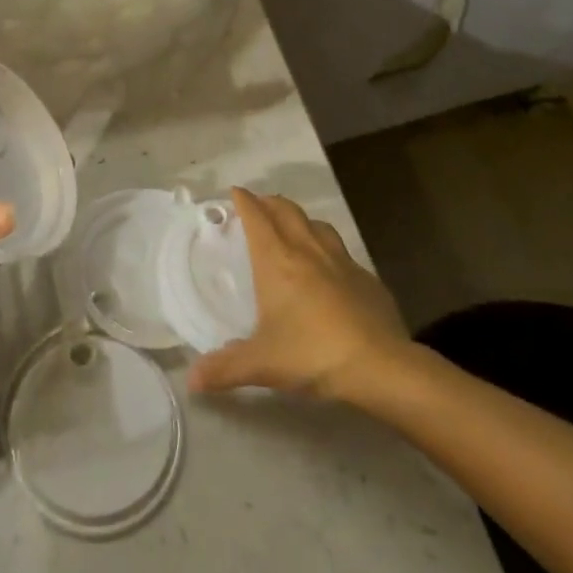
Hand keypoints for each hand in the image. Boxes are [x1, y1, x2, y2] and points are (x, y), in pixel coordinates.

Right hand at [188, 187, 407, 401]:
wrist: (380, 365)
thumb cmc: (312, 354)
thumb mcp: (263, 364)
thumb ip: (225, 368)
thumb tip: (192, 380)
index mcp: (277, 260)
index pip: (256, 217)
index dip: (244, 201)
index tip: (234, 192)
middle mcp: (306, 249)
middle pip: (286, 210)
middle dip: (269, 202)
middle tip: (258, 205)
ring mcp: (340, 260)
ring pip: (316, 224)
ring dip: (299, 219)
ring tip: (292, 227)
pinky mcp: (365, 277)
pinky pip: (341, 250)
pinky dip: (327, 248)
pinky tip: (329, 268)